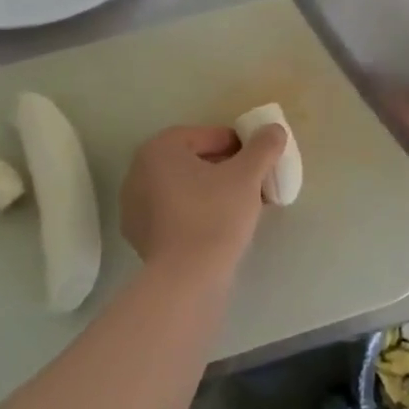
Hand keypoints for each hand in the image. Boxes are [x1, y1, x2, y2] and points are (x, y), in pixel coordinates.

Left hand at [119, 123, 287, 278]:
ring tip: (241, 206)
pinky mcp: (140, 237)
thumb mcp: (247, 175)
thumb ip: (263, 147)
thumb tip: (274, 130)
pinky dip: (196, 213)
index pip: (205, 135)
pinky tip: (219, 228)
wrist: (187, 278)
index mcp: (158, 150)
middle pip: (191, 161)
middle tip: (252, 182)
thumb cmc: (215, 215)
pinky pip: (174, 213)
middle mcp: (138, 173)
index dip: (236, 144)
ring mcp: (134, 207)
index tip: (257, 160)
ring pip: (183, 188)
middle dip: (224, 168)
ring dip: (211, 191)